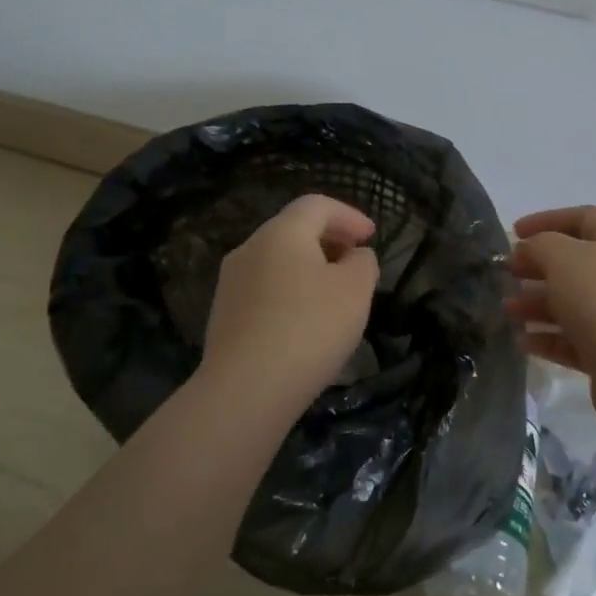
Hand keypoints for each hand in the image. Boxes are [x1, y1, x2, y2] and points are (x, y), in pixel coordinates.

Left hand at [199, 194, 380, 413]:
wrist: (244, 390)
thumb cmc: (308, 329)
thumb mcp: (355, 291)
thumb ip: (363, 263)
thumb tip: (354, 256)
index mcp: (281, 233)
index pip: (317, 205)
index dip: (349, 215)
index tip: (371, 237)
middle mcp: (250, 248)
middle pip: (294, 229)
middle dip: (329, 239)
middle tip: (356, 262)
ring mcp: (231, 282)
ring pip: (277, 260)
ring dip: (309, 267)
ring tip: (335, 294)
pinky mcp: (224, 315)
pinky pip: (265, 289)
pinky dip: (291, 291)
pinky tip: (305, 321)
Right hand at [506, 205, 595, 431]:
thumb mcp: (562, 256)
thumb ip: (540, 245)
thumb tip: (531, 250)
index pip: (583, 218)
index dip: (547, 221)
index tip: (514, 233)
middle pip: (576, 263)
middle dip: (538, 267)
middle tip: (508, 274)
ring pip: (572, 303)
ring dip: (537, 304)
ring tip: (508, 311)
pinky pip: (574, 339)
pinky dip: (548, 338)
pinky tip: (522, 341)